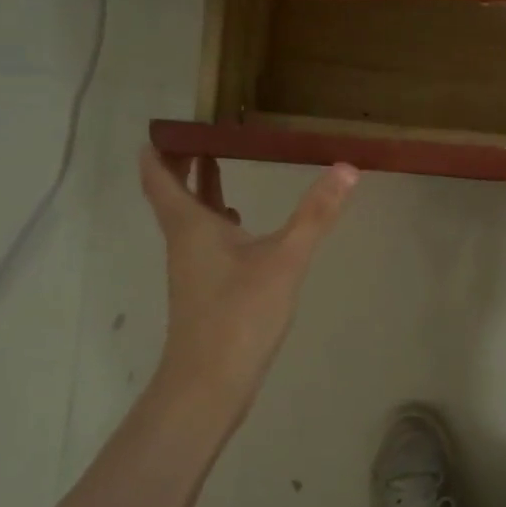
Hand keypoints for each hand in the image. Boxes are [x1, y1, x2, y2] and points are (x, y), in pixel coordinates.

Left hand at [138, 148, 357, 424]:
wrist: (211, 382)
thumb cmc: (239, 313)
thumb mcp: (285, 258)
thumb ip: (316, 214)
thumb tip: (347, 168)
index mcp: (191, 225)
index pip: (159, 176)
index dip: (160, 148)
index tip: (169, 123)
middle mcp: (185, 241)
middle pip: (173, 193)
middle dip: (184, 162)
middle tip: (204, 133)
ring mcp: (194, 267)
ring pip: (191, 218)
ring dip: (202, 190)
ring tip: (223, 164)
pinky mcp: (207, 289)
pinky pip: (208, 241)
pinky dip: (220, 222)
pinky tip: (244, 226)